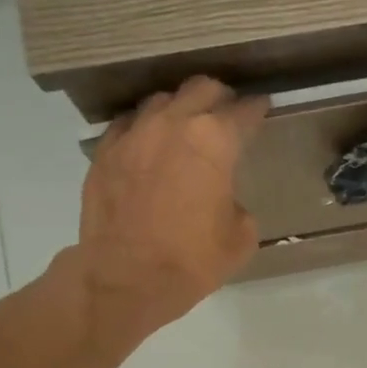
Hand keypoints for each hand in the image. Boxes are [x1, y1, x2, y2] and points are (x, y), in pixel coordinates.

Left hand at [72, 76, 268, 337]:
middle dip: (218, 97)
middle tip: (226, 113)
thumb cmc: (191, 261)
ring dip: (179, 109)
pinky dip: (144, 129)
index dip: (257, 109)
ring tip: (184, 127)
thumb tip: (224, 199)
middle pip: (201, 89)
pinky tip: (148, 145)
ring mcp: (134, 134)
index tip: (262, 109)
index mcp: (215, 141)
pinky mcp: (104, 151)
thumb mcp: (239, 238)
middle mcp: (173, 124)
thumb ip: (238, 204)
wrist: (125, 278)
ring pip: (161, 100)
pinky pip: (128, 124)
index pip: (244, 111)